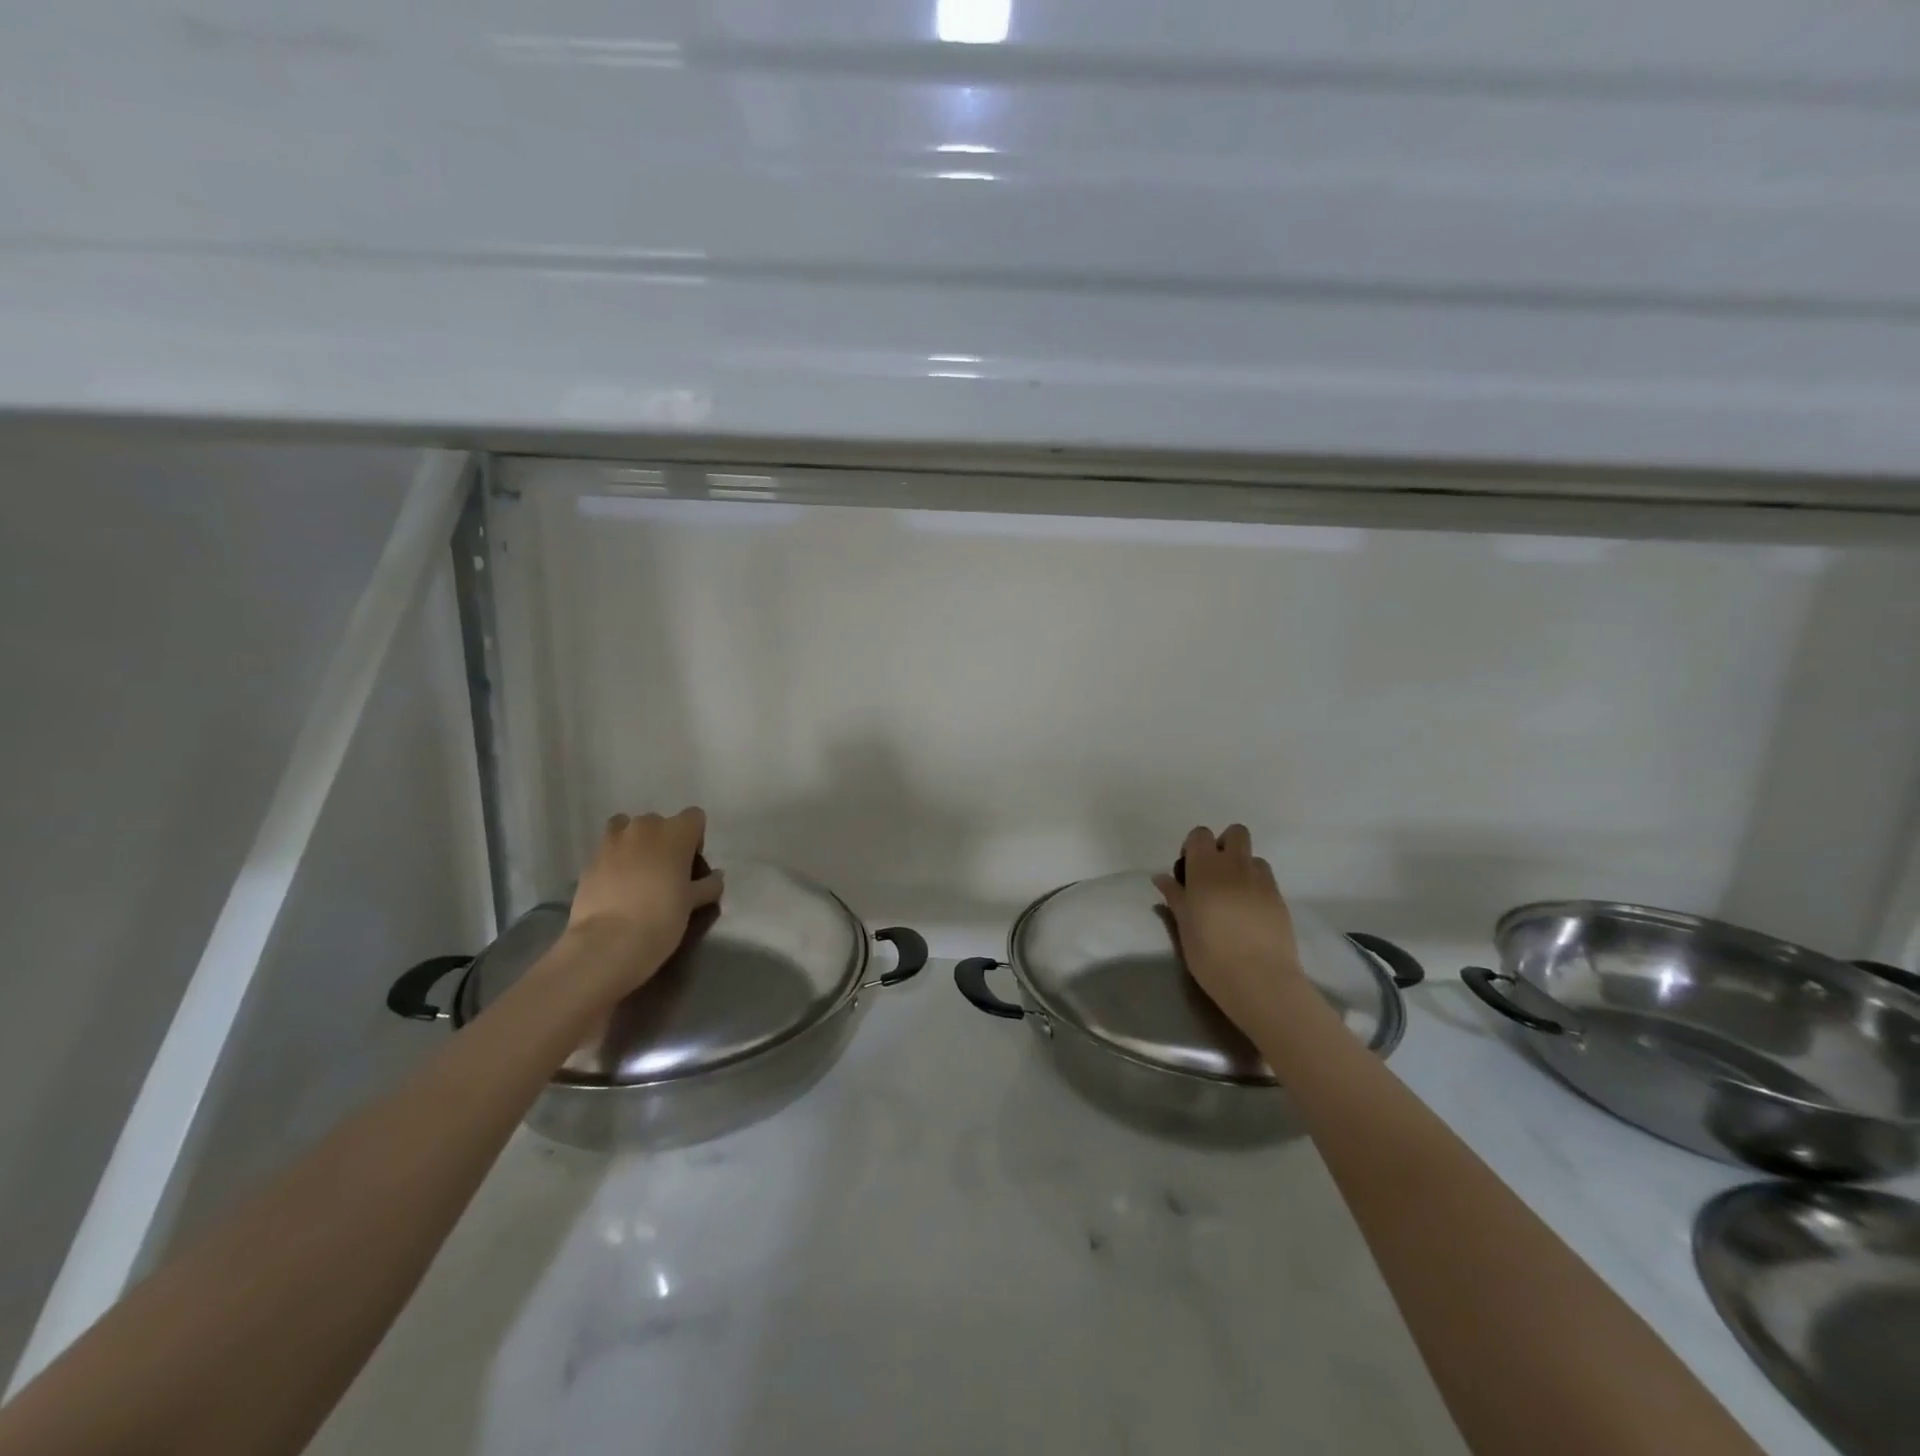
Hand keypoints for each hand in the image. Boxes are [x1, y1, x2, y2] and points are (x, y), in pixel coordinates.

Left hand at [562, 808, 724, 997]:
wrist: (608, 943)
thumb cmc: (662, 918)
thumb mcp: (693, 903)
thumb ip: (708, 885)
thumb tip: (715, 878)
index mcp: (676, 832)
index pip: (694, 817)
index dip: (695, 839)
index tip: (690, 866)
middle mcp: (644, 827)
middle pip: (660, 823)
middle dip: (664, 841)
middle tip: (665, 873)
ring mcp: (612, 841)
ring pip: (627, 829)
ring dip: (635, 843)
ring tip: (636, 873)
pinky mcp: (589, 860)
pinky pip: (607, 850)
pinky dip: (614, 860)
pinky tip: (616, 887)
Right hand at [1153, 825, 1307, 1034]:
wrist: (1259, 979)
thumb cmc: (1210, 953)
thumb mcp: (1183, 925)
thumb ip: (1175, 896)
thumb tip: (1162, 878)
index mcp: (1206, 869)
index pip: (1201, 835)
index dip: (1194, 847)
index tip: (1188, 871)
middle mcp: (1235, 866)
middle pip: (1235, 833)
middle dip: (1224, 845)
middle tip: (1213, 875)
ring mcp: (1262, 881)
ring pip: (1253, 856)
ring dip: (1242, 866)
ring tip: (1233, 895)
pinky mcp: (1279, 898)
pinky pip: (1266, 878)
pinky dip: (1256, 885)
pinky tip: (1249, 912)